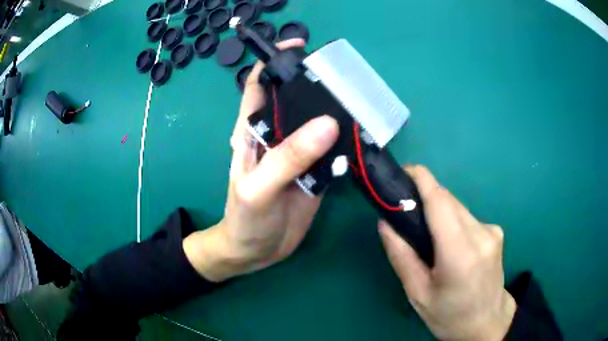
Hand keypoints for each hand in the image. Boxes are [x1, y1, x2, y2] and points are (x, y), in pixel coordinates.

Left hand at [184, 39, 338, 281]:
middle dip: (316, 84)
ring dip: (336, 112)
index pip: (259, 85)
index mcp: (253, 131)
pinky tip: (361, 138)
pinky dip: (346, 143)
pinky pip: (333, 151)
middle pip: (296, 99)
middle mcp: (277, 136)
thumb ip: (288, 157)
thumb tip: (328, 122)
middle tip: (344, 77)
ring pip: (318, 123)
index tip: (299, 47)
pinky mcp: (316, 172)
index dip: (274, 62)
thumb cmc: (245, 219)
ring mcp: (299, 154)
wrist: (256, 252)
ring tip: (359, 102)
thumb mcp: (259, 188)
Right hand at [379, 165, 515, 340]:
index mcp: (460, 254)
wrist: (486, 322)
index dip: (422, 179)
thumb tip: (385, 223)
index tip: (404, 171)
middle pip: (449, 201)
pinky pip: (467, 217)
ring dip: (439, 210)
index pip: (440, 202)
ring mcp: (492, 231)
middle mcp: (480, 235)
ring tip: (425, 231)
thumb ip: (401, 256)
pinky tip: (448, 242)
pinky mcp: (496, 232)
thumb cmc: (448, 315)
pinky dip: (452, 220)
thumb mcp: (417, 293)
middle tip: (405, 208)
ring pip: (458, 207)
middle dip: (426, 196)